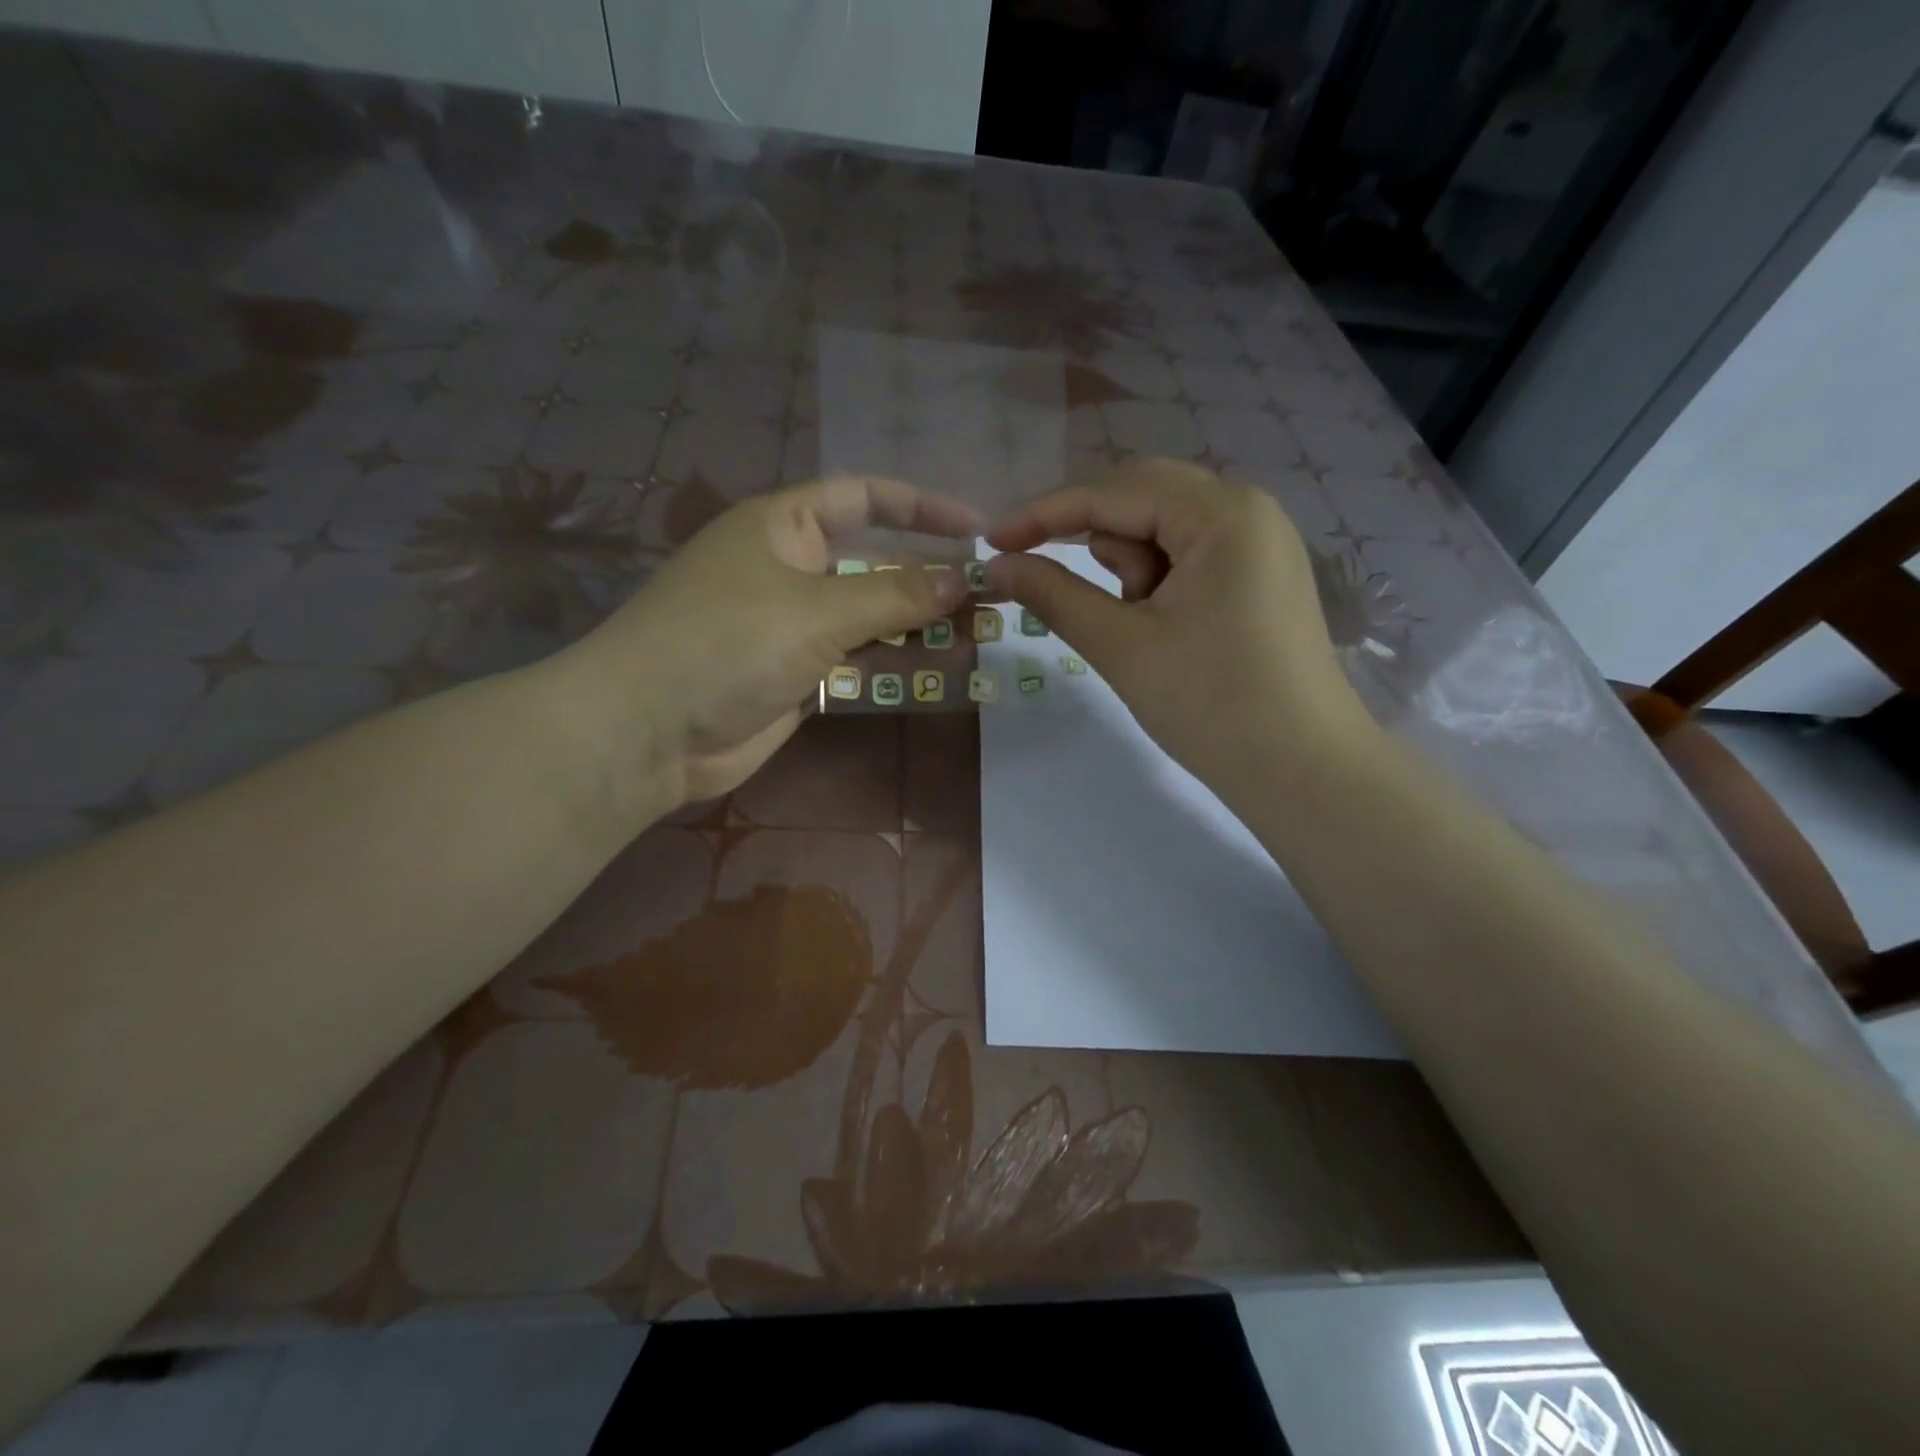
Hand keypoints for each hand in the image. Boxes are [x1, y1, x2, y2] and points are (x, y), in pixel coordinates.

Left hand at [568, 475, 977, 810]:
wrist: (649, 731)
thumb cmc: (726, 644)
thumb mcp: (816, 610)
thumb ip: (894, 596)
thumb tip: (962, 579)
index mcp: (781, 526)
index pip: (862, 497)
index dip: (920, 505)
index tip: (977, 526)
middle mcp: (789, 568)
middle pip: (873, 560)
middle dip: (929, 573)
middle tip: (991, 589)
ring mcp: (792, 624)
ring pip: (870, 614)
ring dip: (919, 621)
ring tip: (981, 628)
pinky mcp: (796, 674)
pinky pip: (857, 658)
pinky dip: (895, 660)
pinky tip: (941, 664)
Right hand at [984, 459, 1368, 793]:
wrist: (1304, 773)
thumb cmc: (1212, 705)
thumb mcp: (1121, 646)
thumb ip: (1054, 594)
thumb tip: (998, 564)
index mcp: (1222, 512)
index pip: (1114, 492)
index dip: (1045, 514)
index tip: (992, 542)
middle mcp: (1248, 509)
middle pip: (1141, 499)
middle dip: (1091, 541)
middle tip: (1049, 583)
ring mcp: (1259, 543)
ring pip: (1163, 530)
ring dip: (1130, 570)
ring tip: (1137, 629)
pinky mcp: (1259, 576)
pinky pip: (1189, 558)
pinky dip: (1156, 584)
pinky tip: (1160, 628)